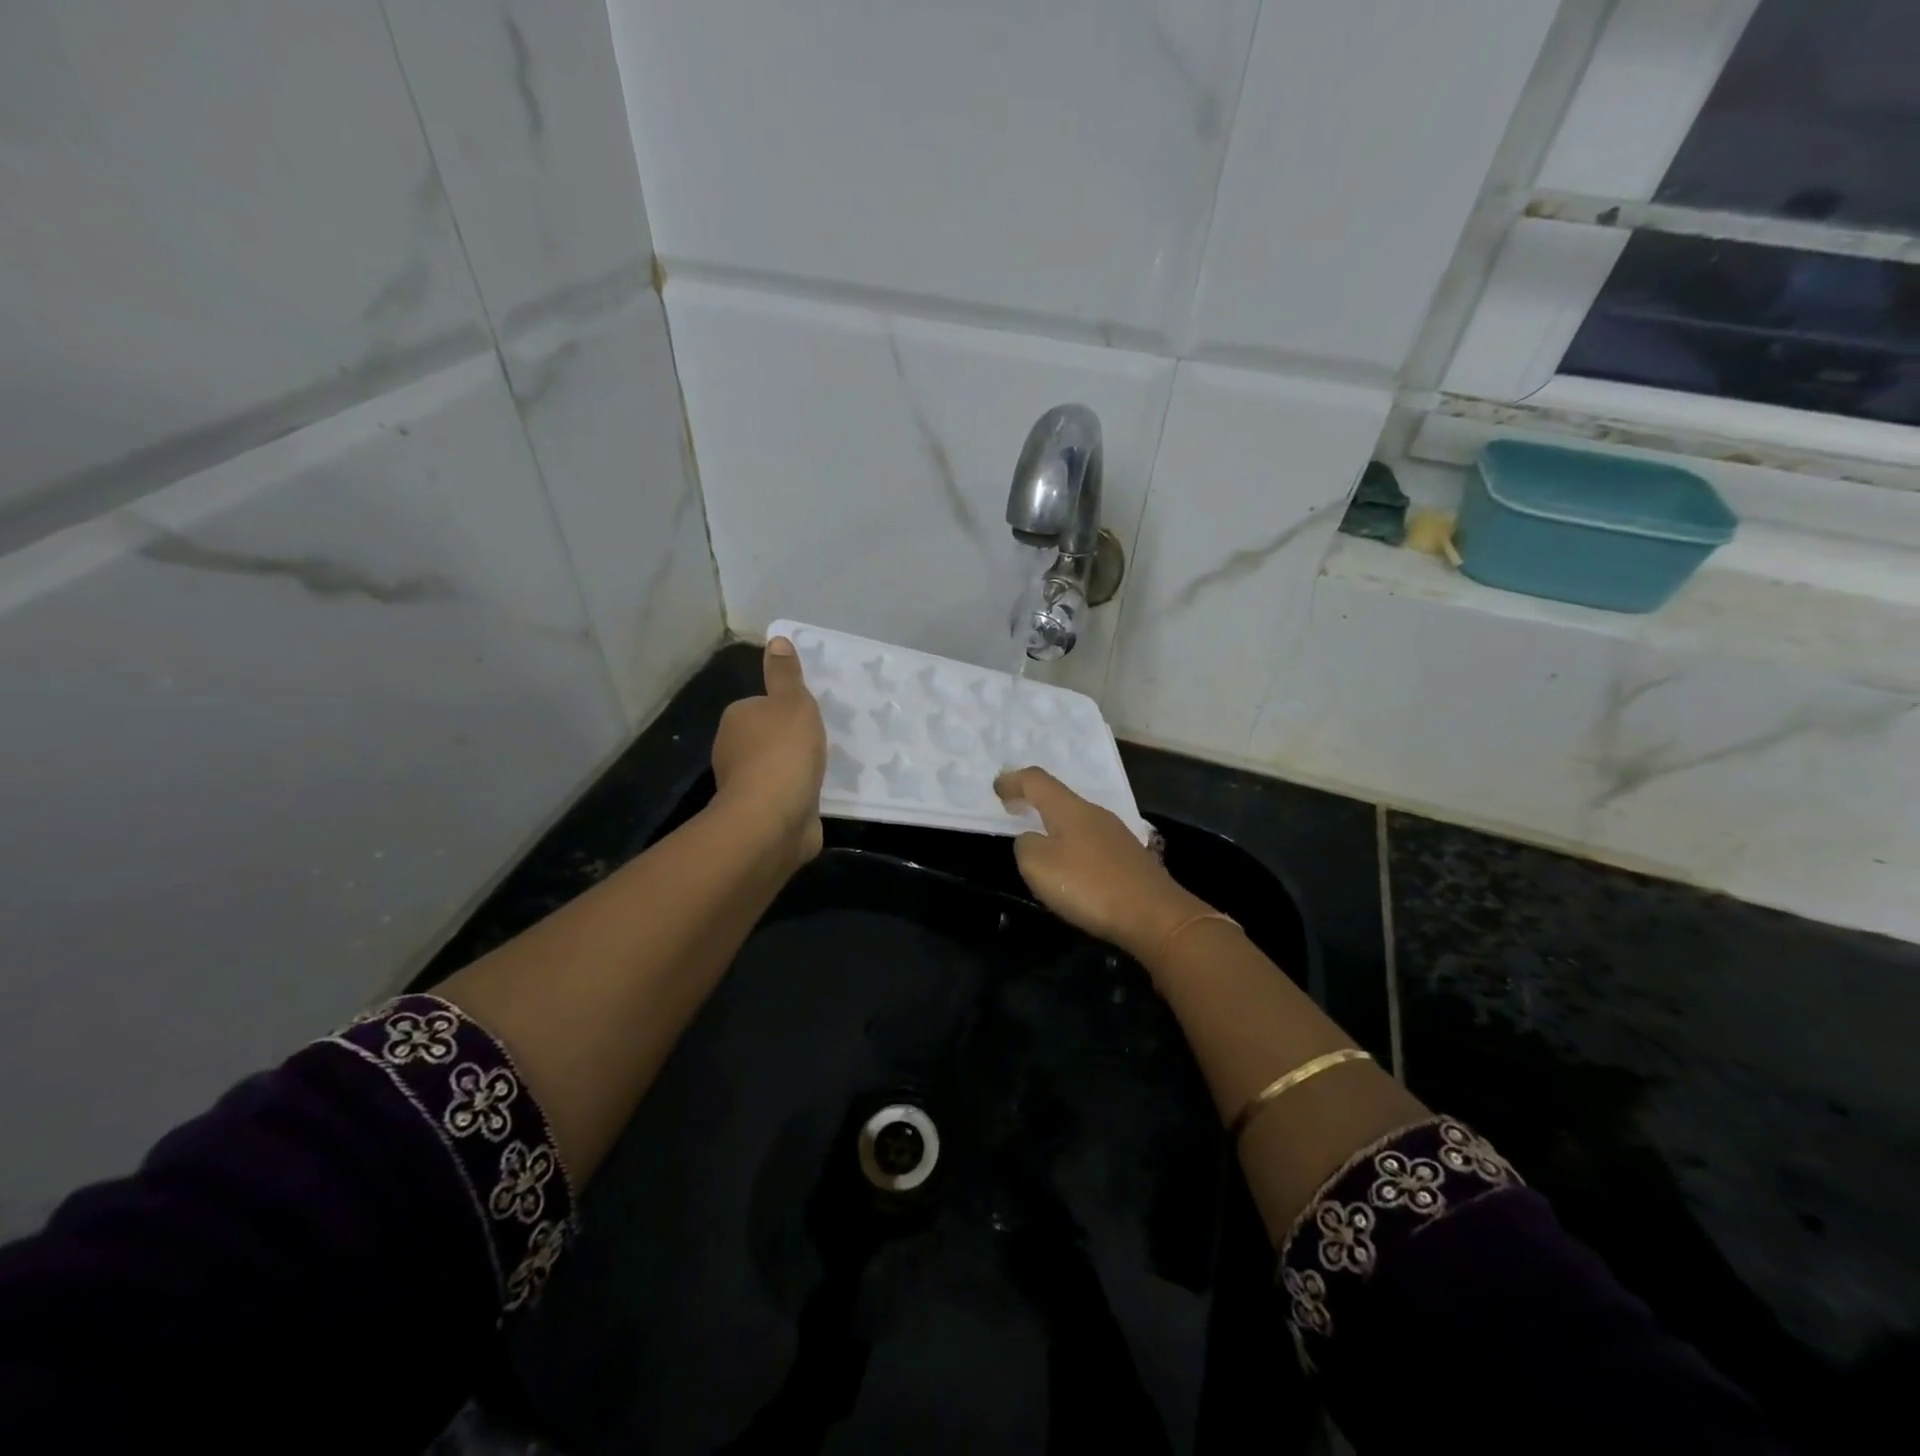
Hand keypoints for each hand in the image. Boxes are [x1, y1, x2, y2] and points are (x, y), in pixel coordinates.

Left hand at [711, 638, 827, 869]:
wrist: (773, 819)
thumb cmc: (784, 752)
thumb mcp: (793, 703)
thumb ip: (786, 675)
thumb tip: (776, 639)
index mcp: (736, 719)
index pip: (762, 705)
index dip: (786, 710)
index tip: (810, 717)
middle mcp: (733, 750)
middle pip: (767, 737)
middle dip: (791, 741)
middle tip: (823, 742)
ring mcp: (745, 785)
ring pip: (775, 768)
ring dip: (795, 770)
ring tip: (825, 770)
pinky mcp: (761, 814)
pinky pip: (784, 796)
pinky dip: (797, 796)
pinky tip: (817, 797)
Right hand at [993, 767, 1208, 960]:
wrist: (1154, 915)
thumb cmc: (1089, 886)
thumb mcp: (1038, 866)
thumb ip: (1025, 846)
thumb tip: (1031, 840)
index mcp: (1070, 809)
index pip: (1037, 781)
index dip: (1014, 781)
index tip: (997, 788)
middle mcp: (1095, 813)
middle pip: (1059, 797)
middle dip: (1034, 800)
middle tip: (1014, 808)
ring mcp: (1116, 834)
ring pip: (1077, 819)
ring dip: (1054, 823)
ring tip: (1039, 836)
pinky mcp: (1129, 858)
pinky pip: (1090, 840)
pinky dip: (1072, 843)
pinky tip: (1071, 863)